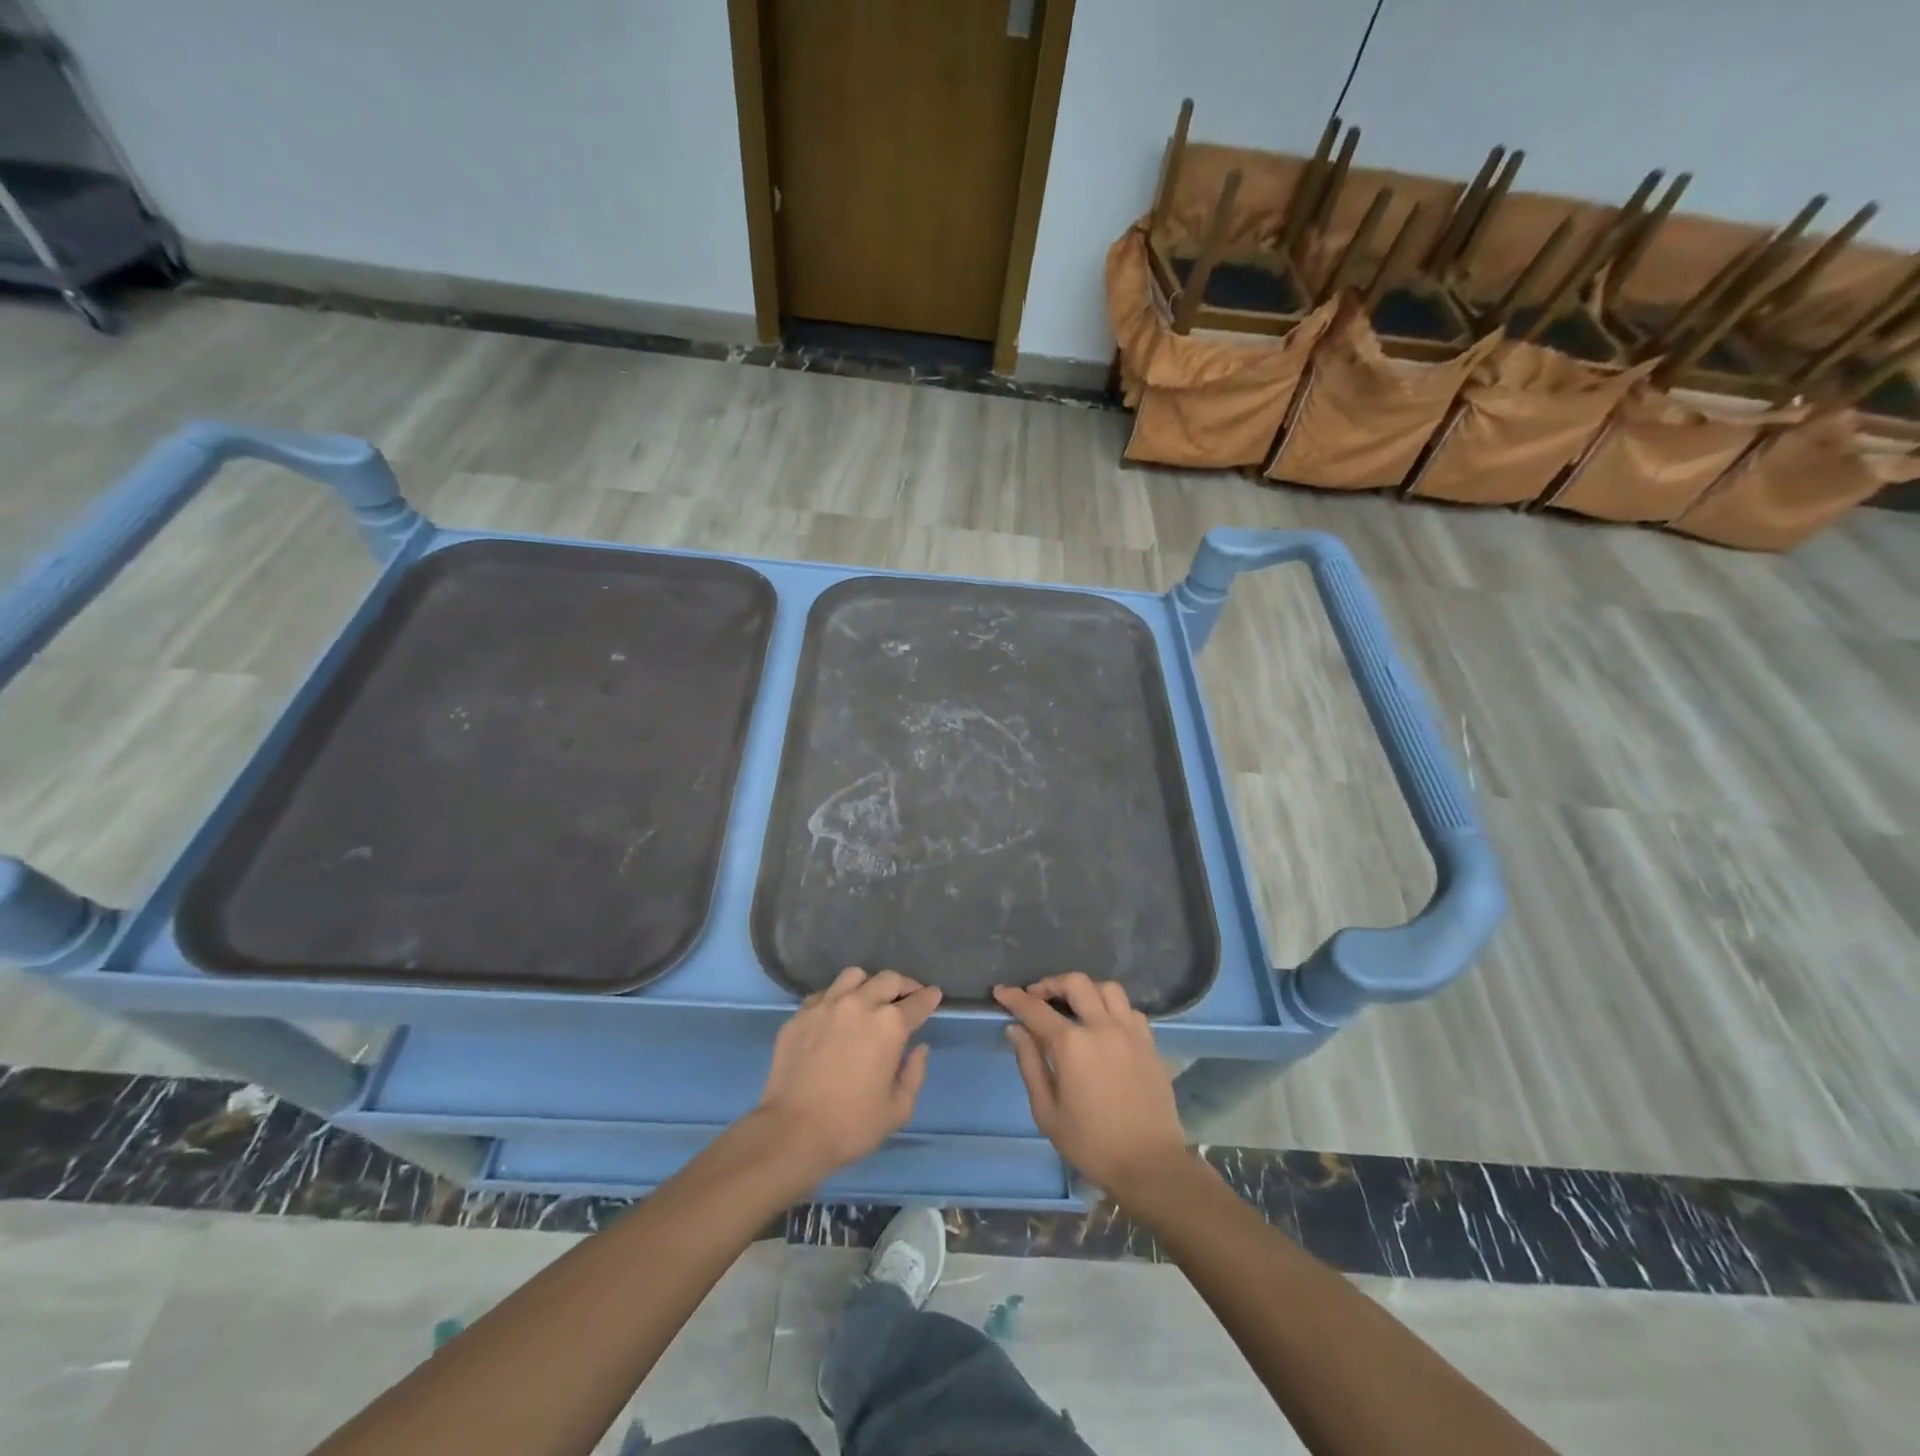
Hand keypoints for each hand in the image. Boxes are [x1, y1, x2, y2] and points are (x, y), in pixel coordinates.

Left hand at [756, 968, 940, 1181]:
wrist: (792, 1131)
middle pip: (888, 979)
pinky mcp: (800, 1015)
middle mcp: (859, 1004)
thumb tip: (919, 1049)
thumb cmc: (851, 1125)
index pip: (917, 1002)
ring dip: (868, 984)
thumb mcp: (898, 1109)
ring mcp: (826, 1005)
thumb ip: (914, 1074)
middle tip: (907, 996)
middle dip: (903, 985)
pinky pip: (824, 994)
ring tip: (869, 998)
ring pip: (853, 976)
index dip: (929, 998)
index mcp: (889, 1025)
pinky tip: (836, 1015)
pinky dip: (836, 998)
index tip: (933, 995)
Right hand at [994, 973, 1189, 1196]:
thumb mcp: (1047, 1112)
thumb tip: (1016, 1030)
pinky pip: (1130, 1010)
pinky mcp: (1149, 1043)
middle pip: (1076, 983)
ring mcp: (1130, 1032)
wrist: (1149, 1165)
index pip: (1035, 1010)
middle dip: (1051, 983)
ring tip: (1074, 1004)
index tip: (1001, 991)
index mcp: (1072, 1045)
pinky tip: (1105, 1025)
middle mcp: (1101, 1028)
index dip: (1015, 998)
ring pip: (1107, 989)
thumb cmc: (1091, 1144)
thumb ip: (1030, 1064)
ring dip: (1086, 989)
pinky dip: (1113, 1009)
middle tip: (1037, 996)